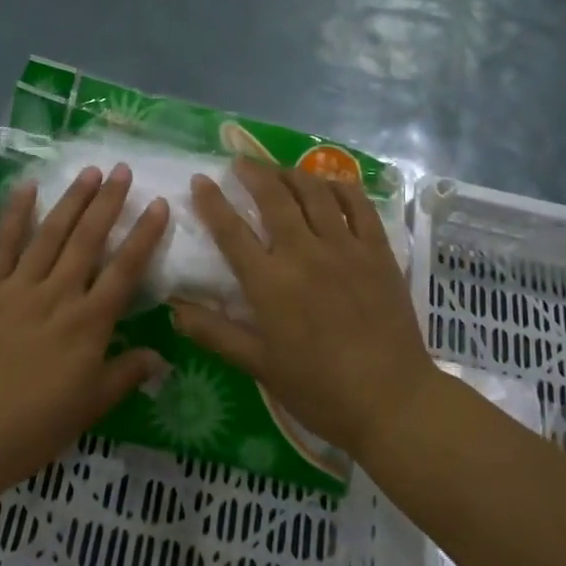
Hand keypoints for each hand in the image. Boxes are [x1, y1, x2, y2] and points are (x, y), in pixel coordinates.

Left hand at [0, 164, 170, 492]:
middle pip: (88, 240)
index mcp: (88, 325)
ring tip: (90, 171)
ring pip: (52, 234)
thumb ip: (126, 375)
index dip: (144, 235)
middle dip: (109, 202)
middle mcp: (58, 295)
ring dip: (72, 200)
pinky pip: (4, 244)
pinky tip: (27, 187)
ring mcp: (19, 287)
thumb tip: (162, 357)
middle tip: (123, 169)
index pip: (125, 270)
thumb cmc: (31, 428)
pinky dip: (16, 214)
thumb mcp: (89, 408)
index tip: (158, 203)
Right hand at [172, 158, 436, 464]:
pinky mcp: (378, 251)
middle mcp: (304, 254)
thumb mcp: (259, 366)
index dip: (212, 202)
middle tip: (240, 163)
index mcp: (270, 283)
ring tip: (279, 170)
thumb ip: (215, 333)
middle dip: (253, 173)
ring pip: (315, 192)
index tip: (200, 180)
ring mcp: (345, 248)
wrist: (392, 401)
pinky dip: (340, 186)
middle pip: (274, 197)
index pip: (231, 231)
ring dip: (292, 173)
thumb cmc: (320, 390)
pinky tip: (329, 184)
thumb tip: (173, 308)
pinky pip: (358, 205)